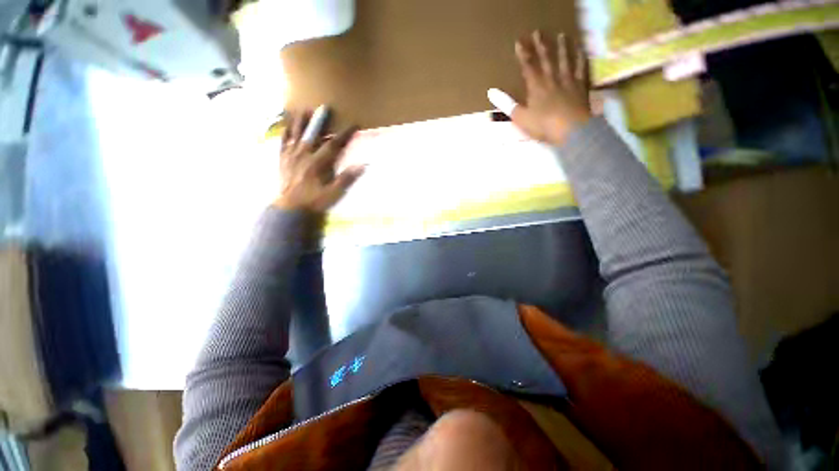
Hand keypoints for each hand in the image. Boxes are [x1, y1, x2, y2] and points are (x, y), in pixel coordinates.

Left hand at [274, 111, 364, 212]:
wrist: (291, 208)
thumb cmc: (314, 201)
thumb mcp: (334, 193)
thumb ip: (346, 178)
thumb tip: (363, 165)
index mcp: (318, 163)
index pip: (333, 145)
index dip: (344, 134)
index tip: (353, 125)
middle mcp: (303, 155)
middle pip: (313, 134)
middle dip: (320, 121)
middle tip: (325, 107)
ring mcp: (291, 156)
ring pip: (296, 135)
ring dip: (300, 122)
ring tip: (303, 110)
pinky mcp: (282, 160)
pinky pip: (282, 143)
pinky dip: (284, 133)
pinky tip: (286, 126)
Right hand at [489, 31, 591, 145]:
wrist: (571, 130)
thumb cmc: (543, 125)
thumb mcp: (520, 117)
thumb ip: (507, 104)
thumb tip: (491, 92)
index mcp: (536, 86)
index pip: (528, 66)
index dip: (523, 54)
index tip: (519, 42)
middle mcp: (552, 79)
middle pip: (546, 59)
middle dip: (541, 45)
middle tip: (538, 32)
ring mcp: (568, 80)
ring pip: (565, 59)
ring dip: (562, 47)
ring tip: (561, 35)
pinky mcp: (581, 86)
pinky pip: (581, 68)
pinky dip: (581, 58)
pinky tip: (581, 51)